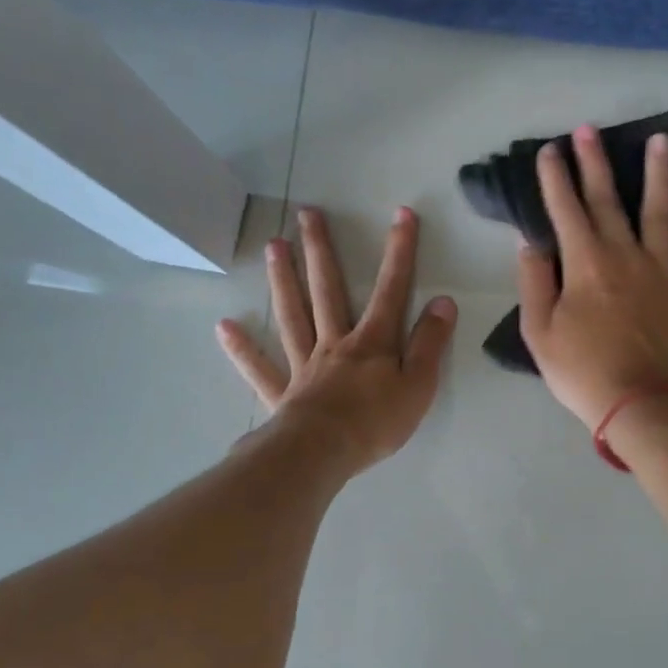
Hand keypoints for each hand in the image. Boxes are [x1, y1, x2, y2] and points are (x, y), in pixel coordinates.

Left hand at [217, 206, 456, 474]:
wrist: (323, 453)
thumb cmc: (376, 422)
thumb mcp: (419, 385)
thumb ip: (430, 343)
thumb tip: (443, 301)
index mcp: (372, 342)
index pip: (391, 290)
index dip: (399, 252)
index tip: (401, 215)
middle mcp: (335, 343)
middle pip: (327, 290)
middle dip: (321, 250)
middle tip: (307, 214)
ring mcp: (304, 366)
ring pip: (292, 315)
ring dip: (283, 280)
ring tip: (272, 245)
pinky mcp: (282, 393)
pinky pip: (260, 368)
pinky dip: (242, 349)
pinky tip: (225, 327)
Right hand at [517, 125, 667, 427]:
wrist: (643, 404)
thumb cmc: (584, 372)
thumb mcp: (539, 334)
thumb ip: (534, 284)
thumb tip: (530, 244)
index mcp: (584, 265)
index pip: (565, 211)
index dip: (555, 179)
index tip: (550, 151)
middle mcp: (624, 255)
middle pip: (608, 200)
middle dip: (595, 163)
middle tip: (589, 129)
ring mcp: (661, 269)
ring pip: (660, 211)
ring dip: (659, 174)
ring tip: (661, 139)